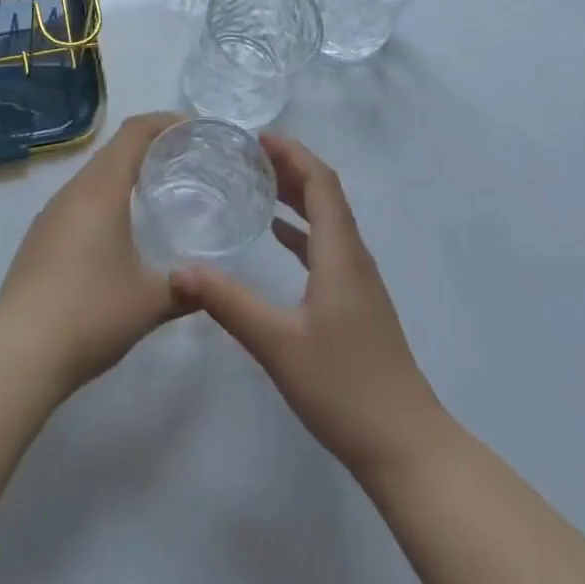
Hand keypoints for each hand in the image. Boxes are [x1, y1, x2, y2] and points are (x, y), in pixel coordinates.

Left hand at [0, 111, 190, 394]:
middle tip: (184, 160)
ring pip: (94, 176)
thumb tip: (212, 285)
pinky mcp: (39, 238)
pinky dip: (105, 199)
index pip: (134, 133)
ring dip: (124, 174)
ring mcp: (51, 214)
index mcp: (101, 190)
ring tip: (156, 191)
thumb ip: (187, 288)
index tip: (193, 128)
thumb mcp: (150, 302)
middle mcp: (73, 191)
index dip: (164, 122)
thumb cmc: (90, 313)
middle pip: (113, 150)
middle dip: (149, 146)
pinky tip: (119, 231)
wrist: (18, 354)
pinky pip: (79, 201)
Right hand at [171, 132, 447, 476]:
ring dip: (296, 194)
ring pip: (327, 218)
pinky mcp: (355, 301)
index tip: (257, 137)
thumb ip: (229, 303)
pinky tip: (277, 235)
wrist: (405, 446)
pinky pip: (327, 245)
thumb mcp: (278, 345)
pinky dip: (302, 228)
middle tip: (247, 154)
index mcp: (340, 253)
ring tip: (257, 181)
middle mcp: (353, 256)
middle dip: (290, 167)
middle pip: (325, 194)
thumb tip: (179, 269)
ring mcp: (357, 280)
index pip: (321, 183)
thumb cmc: (344, 388)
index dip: (293, 153)